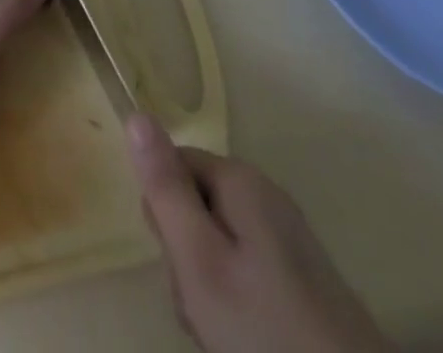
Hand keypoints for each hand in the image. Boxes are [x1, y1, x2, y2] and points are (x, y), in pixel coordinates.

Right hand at [126, 114, 391, 352]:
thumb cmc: (267, 331)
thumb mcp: (199, 259)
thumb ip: (166, 188)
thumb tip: (137, 114)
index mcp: (240, 180)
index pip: (171, 165)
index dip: (163, 212)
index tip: (177, 260)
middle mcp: (266, 197)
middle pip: (196, 206)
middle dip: (187, 255)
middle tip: (202, 304)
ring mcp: (289, 241)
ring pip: (219, 246)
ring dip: (209, 287)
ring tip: (224, 331)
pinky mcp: (305, 282)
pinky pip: (248, 274)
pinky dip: (238, 305)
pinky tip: (246, 338)